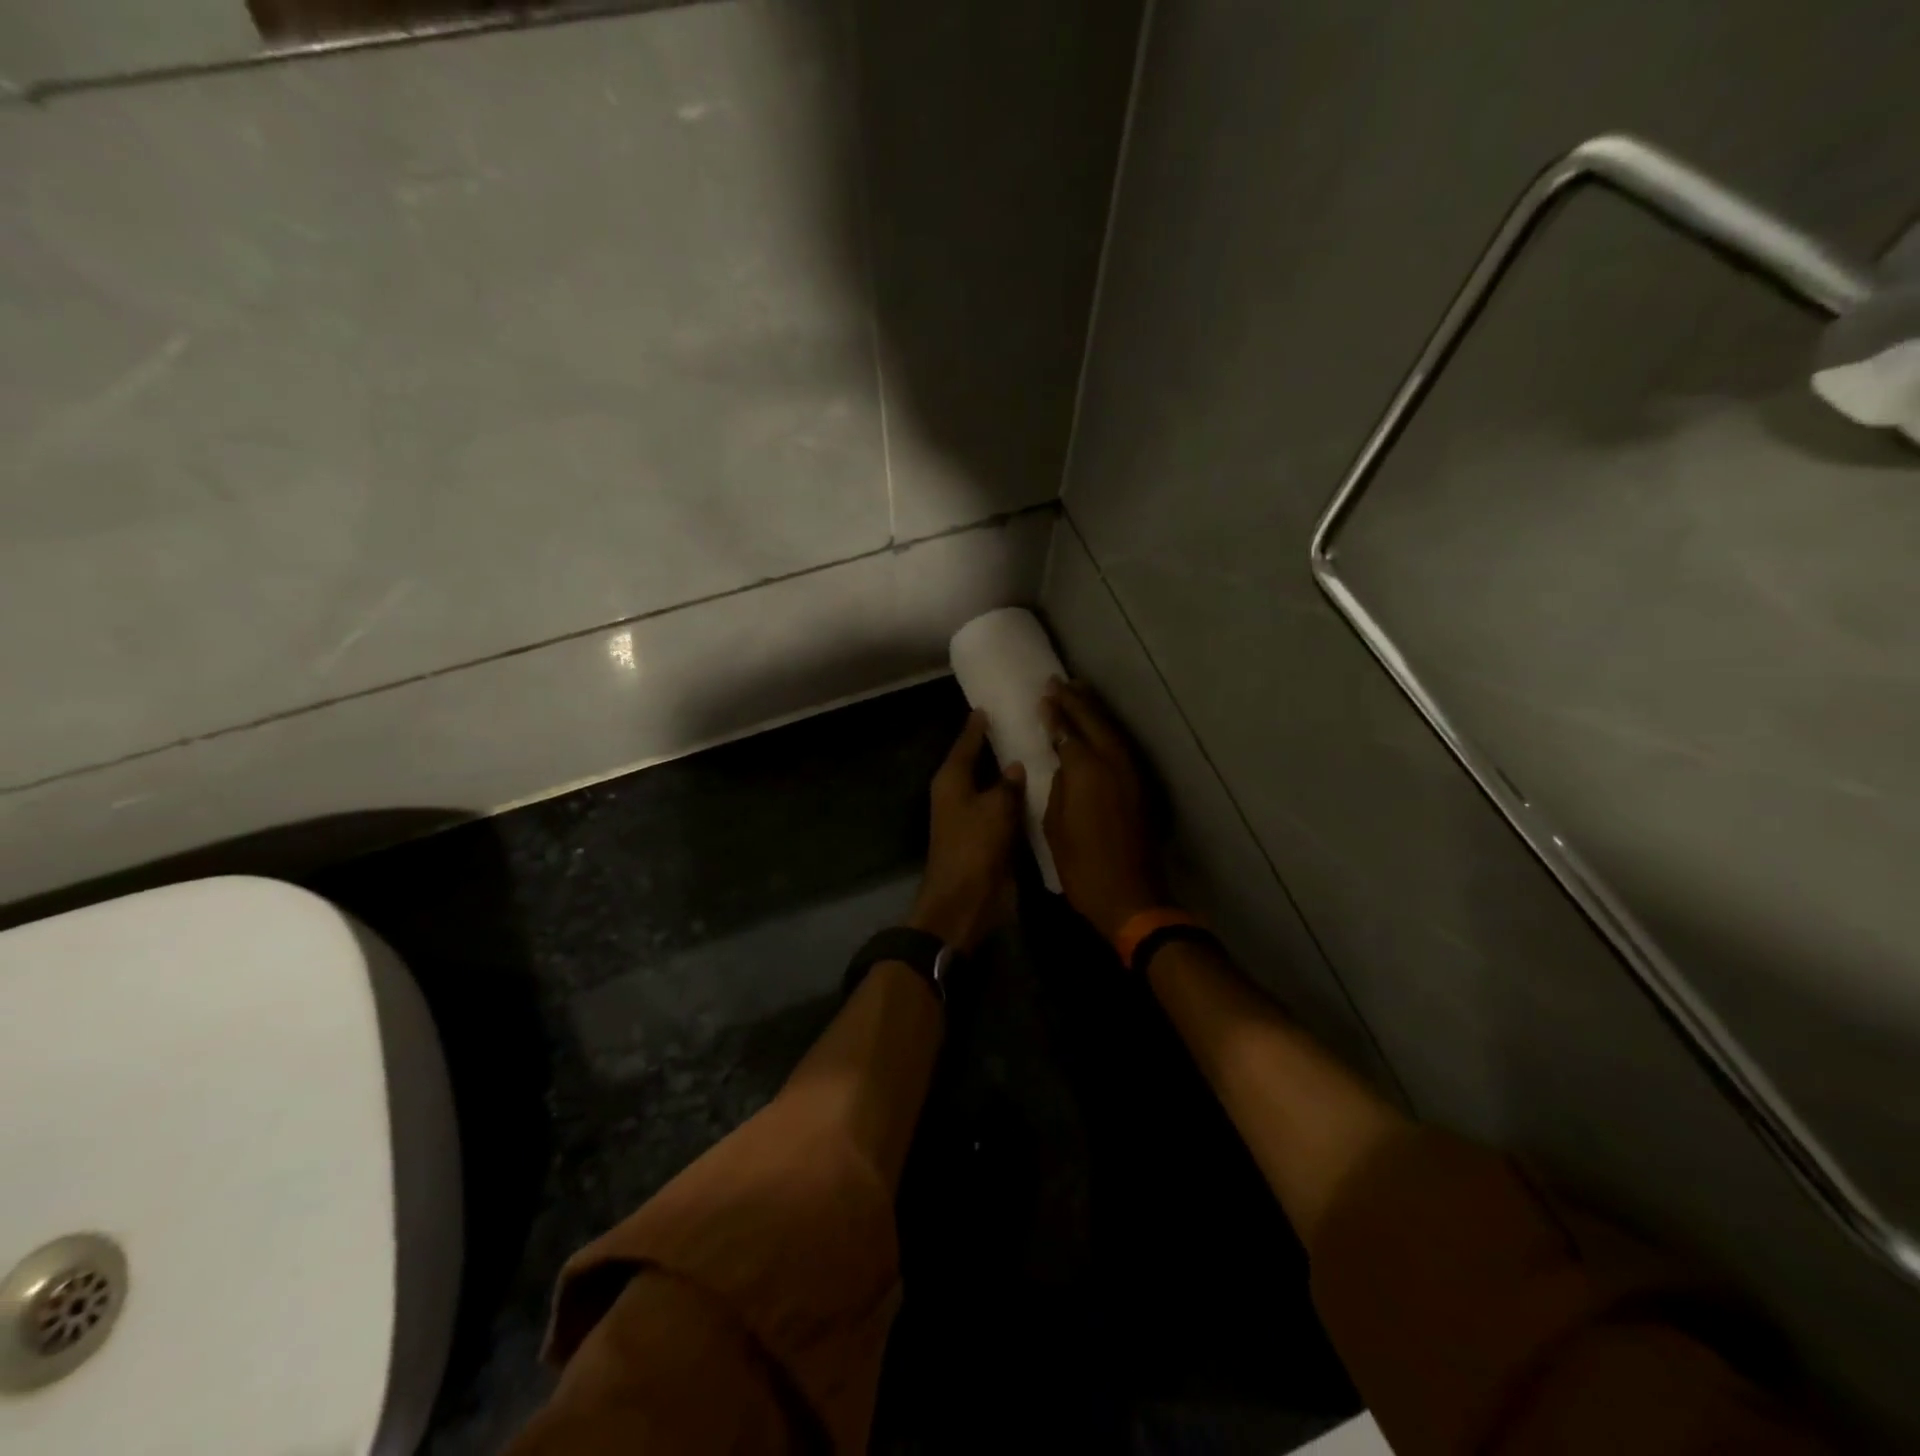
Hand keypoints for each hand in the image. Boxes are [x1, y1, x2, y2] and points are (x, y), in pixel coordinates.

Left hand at [908, 711, 1026, 952]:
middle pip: (979, 763)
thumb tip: (1016, 765)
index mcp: (952, 780)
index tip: (991, 705)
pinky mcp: (988, 838)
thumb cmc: (974, 848)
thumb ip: (1008, 784)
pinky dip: (1019, 801)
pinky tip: (1042, 790)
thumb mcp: (994, 809)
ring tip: (1041, 751)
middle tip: (1026, 723)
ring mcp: (974, 818)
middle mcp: (959, 794)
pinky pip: (1005, 811)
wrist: (965, 901)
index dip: (978, 725)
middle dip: (999, 747)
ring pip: (995, 787)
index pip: (966, 742)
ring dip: (1012, 776)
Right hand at [1042, 679, 1163, 940]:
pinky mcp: (1141, 786)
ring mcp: (1131, 773)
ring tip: (1079, 692)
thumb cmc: (1082, 866)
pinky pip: (1122, 746)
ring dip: (1095, 710)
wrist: (1130, 895)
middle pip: (1093, 722)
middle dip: (1075, 701)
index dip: (1055, 713)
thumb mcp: (1056, 826)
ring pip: (1112, 731)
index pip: (1068, 731)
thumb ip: (1059, 787)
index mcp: (1086, 771)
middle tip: (1059, 682)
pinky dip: (1108, 731)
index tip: (1044, 695)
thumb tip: (1064, 764)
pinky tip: (1099, 728)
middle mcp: (1112, 763)